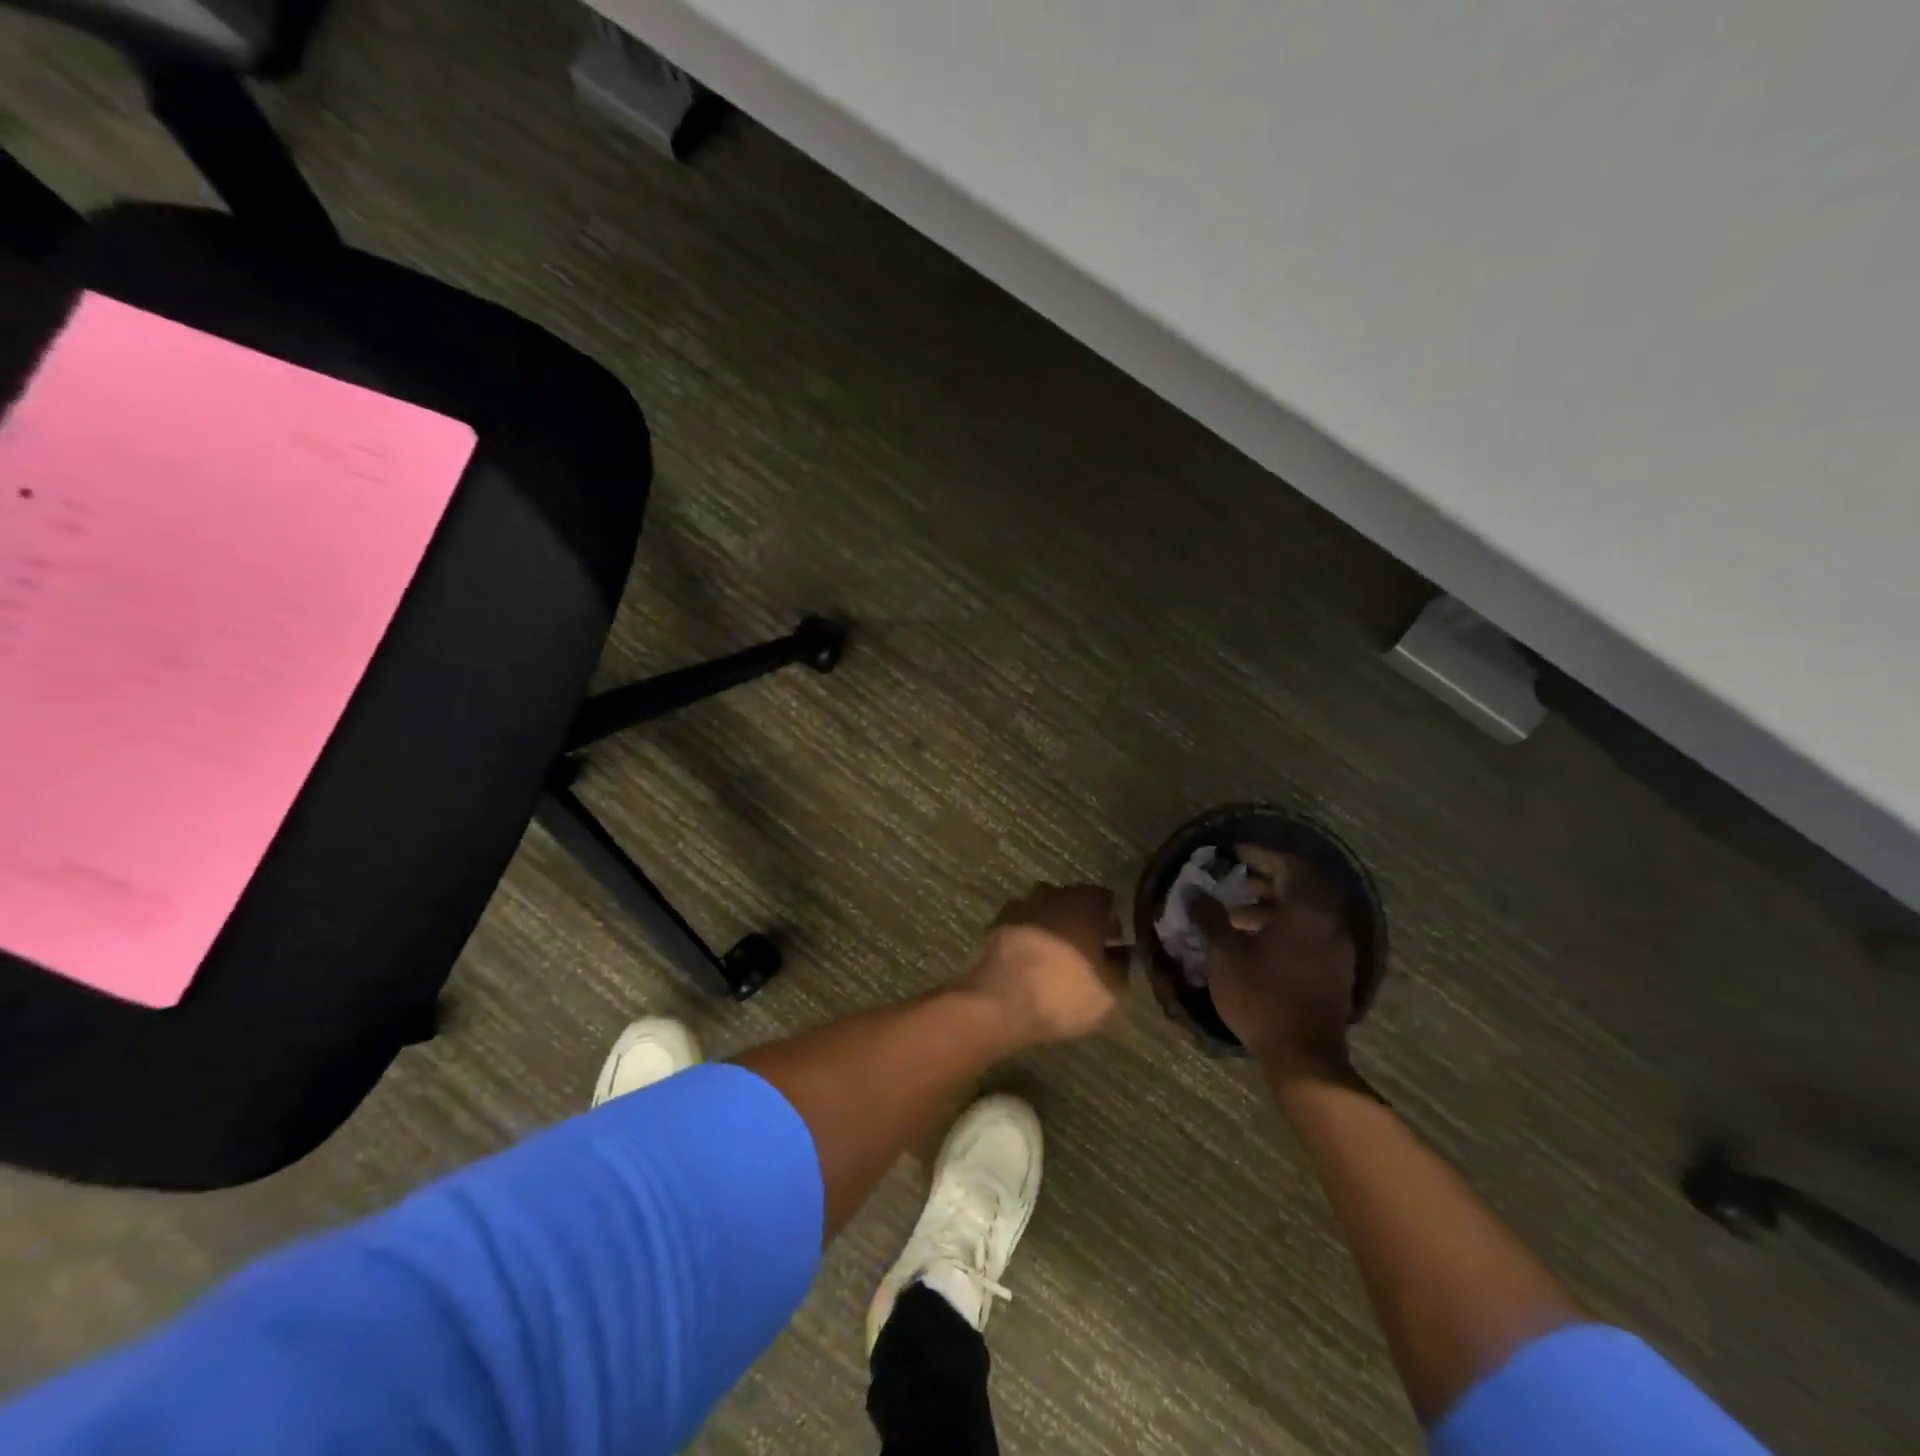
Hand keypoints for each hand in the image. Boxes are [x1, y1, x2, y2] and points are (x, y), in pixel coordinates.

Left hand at [962, 884, 1129, 1045]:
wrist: (999, 1003)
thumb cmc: (1063, 992)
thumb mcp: (1110, 989)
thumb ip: (1122, 965)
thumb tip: (1121, 954)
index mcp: (1085, 901)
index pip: (1107, 900)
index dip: (1114, 921)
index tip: (1117, 943)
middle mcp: (1052, 894)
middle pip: (1074, 902)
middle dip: (1082, 922)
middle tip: (1089, 952)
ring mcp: (1021, 906)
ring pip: (1045, 912)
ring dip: (1053, 928)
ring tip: (1058, 959)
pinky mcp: (997, 924)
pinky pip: (1023, 926)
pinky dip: (1029, 938)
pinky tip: (1032, 962)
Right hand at [1193, 847, 1356, 1077]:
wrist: (1304, 1056)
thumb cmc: (1261, 998)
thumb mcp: (1225, 955)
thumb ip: (1211, 918)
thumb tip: (1193, 890)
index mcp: (1306, 911)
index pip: (1288, 866)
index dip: (1261, 855)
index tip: (1234, 853)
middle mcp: (1329, 922)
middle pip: (1304, 885)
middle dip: (1269, 877)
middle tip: (1237, 879)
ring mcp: (1337, 947)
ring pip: (1309, 910)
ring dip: (1277, 903)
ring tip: (1239, 911)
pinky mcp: (1336, 968)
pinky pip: (1313, 930)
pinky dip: (1288, 923)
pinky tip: (1259, 939)